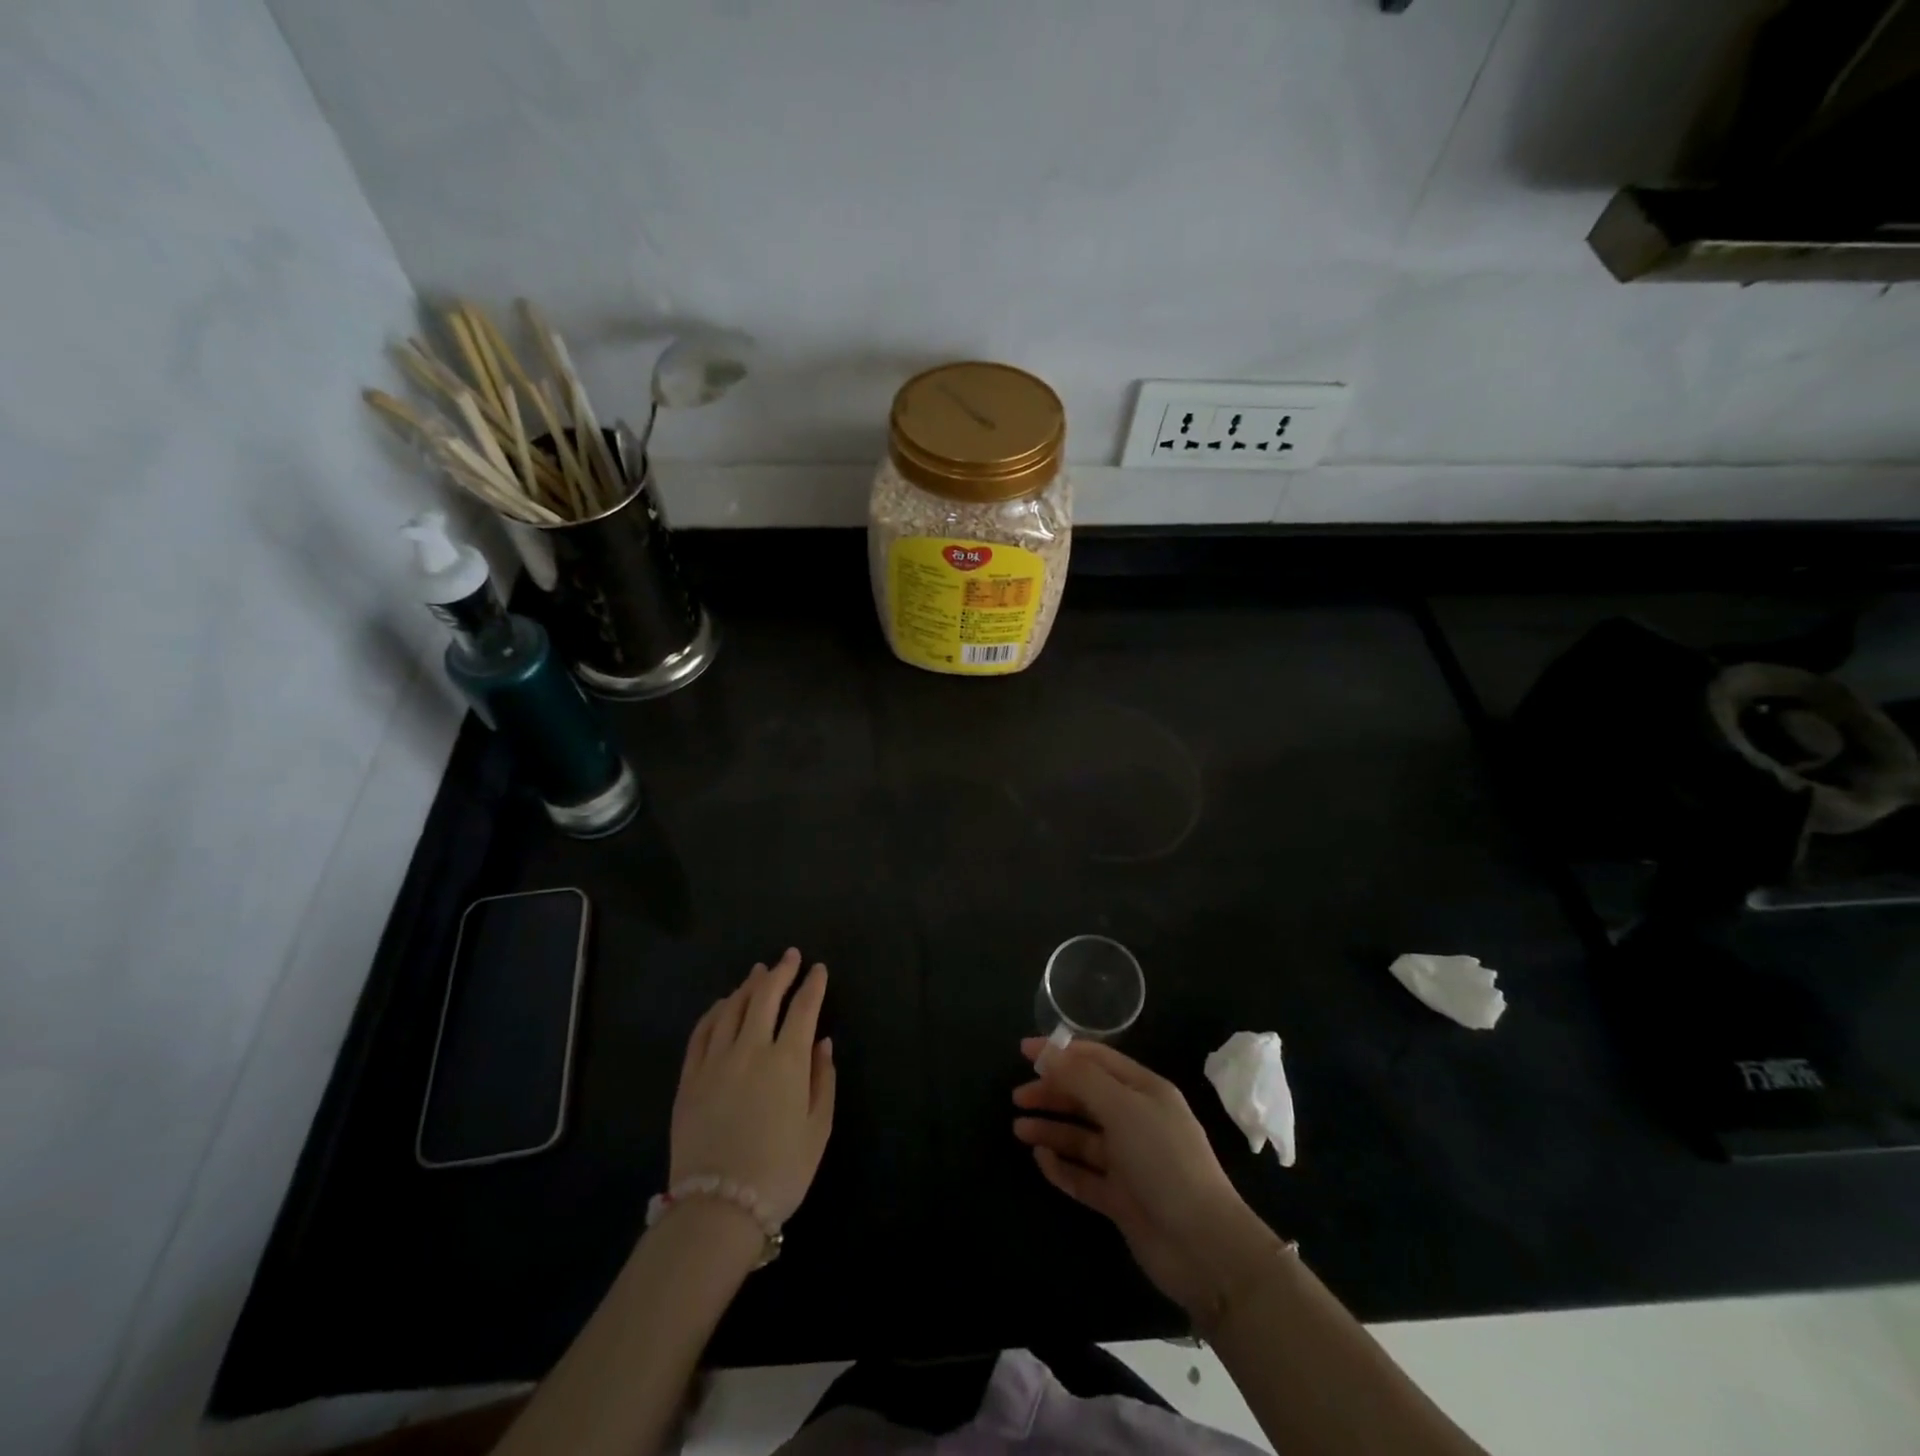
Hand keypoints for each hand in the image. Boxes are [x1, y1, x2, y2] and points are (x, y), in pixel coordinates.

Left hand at [672, 949, 835, 1223]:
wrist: (718, 1210)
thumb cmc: (779, 1172)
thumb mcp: (817, 1130)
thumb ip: (823, 1080)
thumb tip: (822, 1043)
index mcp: (788, 1061)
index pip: (803, 1008)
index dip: (813, 985)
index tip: (818, 969)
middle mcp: (751, 1049)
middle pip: (765, 997)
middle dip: (781, 972)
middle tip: (789, 956)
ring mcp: (715, 1061)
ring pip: (732, 1008)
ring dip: (748, 986)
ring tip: (759, 973)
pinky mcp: (690, 1078)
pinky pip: (701, 1032)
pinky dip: (714, 1012)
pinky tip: (722, 1004)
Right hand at [1013, 1039, 1276, 1317]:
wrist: (1203, 1246)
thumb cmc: (1163, 1161)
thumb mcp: (1122, 1108)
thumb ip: (1081, 1078)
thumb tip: (1045, 1051)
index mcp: (1144, 1090)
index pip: (1096, 1060)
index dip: (1060, 1053)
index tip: (1024, 1052)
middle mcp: (1136, 1120)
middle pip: (1086, 1097)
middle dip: (1052, 1092)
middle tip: (1017, 1097)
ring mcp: (1129, 1161)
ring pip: (1082, 1136)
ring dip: (1052, 1129)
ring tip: (1019, 1129)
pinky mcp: (1121, 1198)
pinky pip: (1084, 1175)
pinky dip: (1062, 1165)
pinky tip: (1041, 1159)